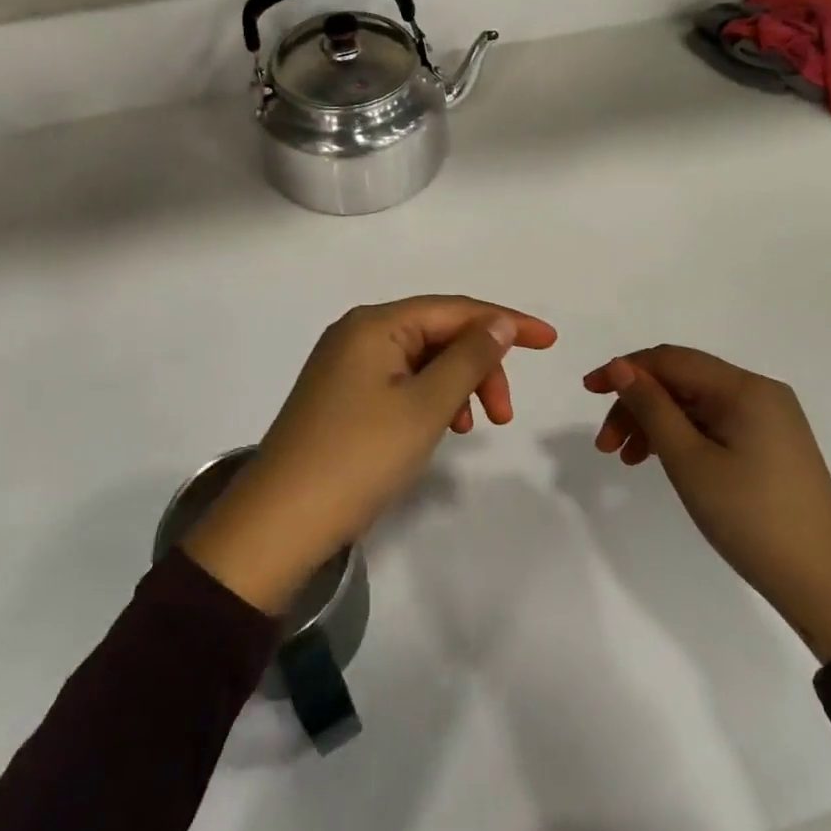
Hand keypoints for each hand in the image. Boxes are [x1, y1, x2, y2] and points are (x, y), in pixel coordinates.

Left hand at [185, 296, 558, 613]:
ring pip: (420, 360)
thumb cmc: (359, 457)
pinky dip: (429, 400)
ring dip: (456, 385)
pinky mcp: (341, 395)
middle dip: (479, 365)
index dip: (506, 322)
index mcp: (376, 324)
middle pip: (437, 333)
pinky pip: (399, 382)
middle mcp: (358, 333)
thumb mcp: (425, 406)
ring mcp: (345, 364)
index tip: (550, 342)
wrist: (280, 522)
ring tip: (472, 428)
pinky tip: (439, 429)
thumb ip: (468, 359)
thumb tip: (499, 323)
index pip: (454, 309)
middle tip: (504, 415)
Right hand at [585, 347, 830, 661]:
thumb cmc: (752, 517)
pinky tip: (659, 461)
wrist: (827, 584)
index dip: (624, 369)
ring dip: (654, 423)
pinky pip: (712, 425)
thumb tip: (620, 367)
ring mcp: (767, 419)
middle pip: (681, 381)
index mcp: (744, 388)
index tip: (587, 391)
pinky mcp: (769, 445)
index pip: (670, 360)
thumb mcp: (689, 460)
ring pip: (694, 405)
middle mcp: (758, 393)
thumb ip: (651, 408)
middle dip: (637, 404)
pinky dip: (680, 437)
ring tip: (625, 459)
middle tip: (605, 445)